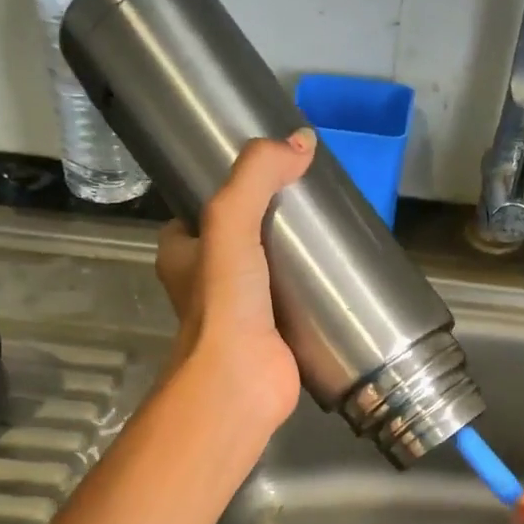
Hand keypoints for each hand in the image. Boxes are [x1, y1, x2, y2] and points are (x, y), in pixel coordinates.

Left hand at [154, 130, 315, 430]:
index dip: (234, 186)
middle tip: (312, 196)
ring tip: (333, 228)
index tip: (272, 170)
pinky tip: (342, 272)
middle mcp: (207, 281)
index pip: (204, 206)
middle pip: (243, 235)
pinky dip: (314, 286)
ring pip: (270, 267)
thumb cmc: (224, 303)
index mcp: (181, 253)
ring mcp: (242, 310)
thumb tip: (302, 141)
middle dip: (273, 218)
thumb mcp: (231, 223)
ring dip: (296, 253)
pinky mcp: (274, 333)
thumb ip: (257, 178)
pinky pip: (295, 299)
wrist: (239, 382)